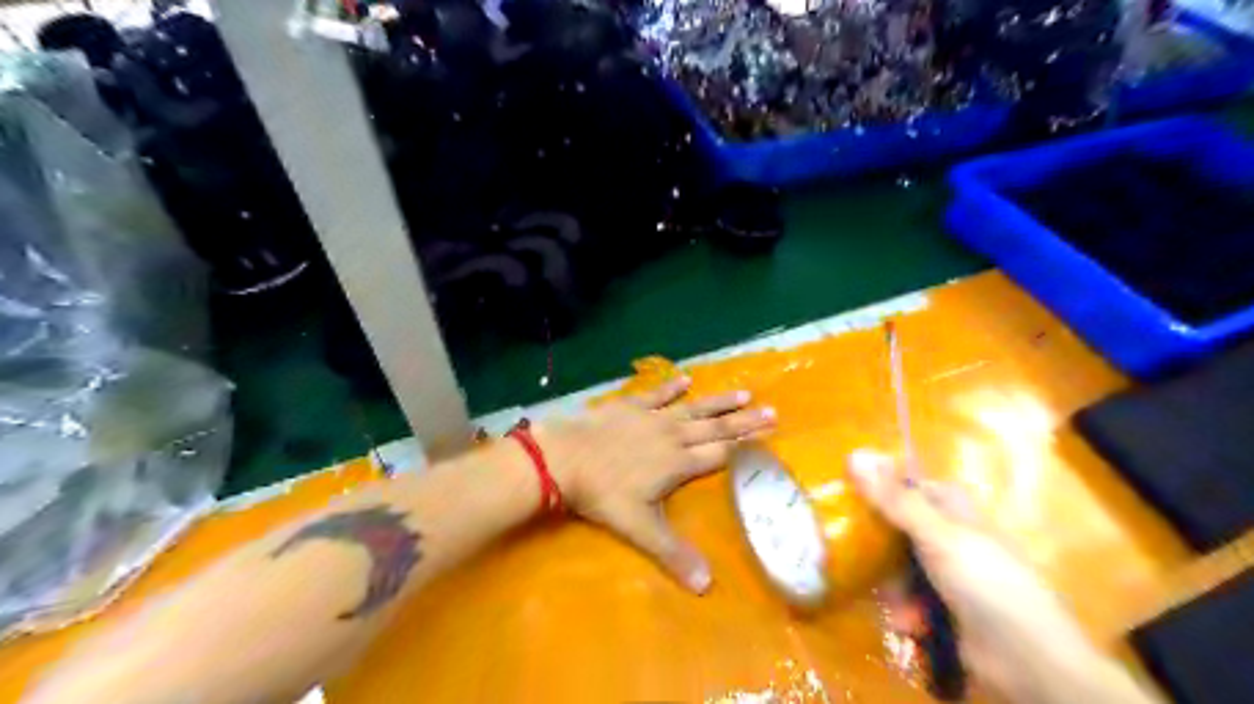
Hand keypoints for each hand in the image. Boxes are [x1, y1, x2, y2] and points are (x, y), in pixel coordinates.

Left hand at [536, 379, 774, 593]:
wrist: (564, 458)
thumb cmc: (602, 494)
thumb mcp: (639, 528)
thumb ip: (673, 553)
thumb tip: (706, 586)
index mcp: (678, 463)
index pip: (721, 453)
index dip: (747, 446)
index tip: (771, 435)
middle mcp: (672, 435)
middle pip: (715, 428)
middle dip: (744, 421)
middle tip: (772, 410)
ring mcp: (651, 417)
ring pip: (693, 408)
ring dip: (718, 401)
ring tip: (744, 392)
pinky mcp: (630, 406)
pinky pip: (656, 393)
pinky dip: (671, 386)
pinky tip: (685, 378)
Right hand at [848, 451, 1160, 702]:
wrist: (1029, 662)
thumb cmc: (986, 583)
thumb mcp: (937, 535)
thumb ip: (895, 499)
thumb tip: (855, 453)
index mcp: (956, 513)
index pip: (915, 487)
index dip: (887, 487)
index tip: (853, 492)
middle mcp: (952, 540)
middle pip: (902, 529)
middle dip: (880, 546)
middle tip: (853, 550)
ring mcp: (949, 578)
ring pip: (902, 568)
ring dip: (892, 586)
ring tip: (894, 602)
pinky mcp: (945, 612)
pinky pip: (912, 602)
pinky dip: (907, 612)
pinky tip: (908, 624)